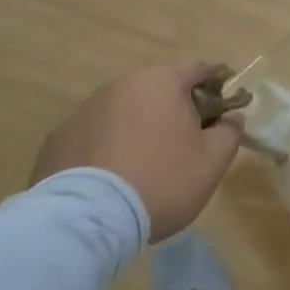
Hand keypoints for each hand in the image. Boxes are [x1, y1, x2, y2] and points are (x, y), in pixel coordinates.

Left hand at [29, 63, 244, 240]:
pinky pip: (94, 136)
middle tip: (183, 147)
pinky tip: (110, 180)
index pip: (198, 70)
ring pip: (124, 113)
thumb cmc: (162, 181)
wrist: (89, 219)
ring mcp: (85, 110)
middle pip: (158, 91)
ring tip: (143, 168)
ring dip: (138, 129)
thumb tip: (231, 117)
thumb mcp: (212, 162)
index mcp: (161, 82)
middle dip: (173, 111)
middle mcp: (121, 85)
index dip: (215, 89)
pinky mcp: (58, 137)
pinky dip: (106, 149)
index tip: (220, 115)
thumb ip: (230, 132)